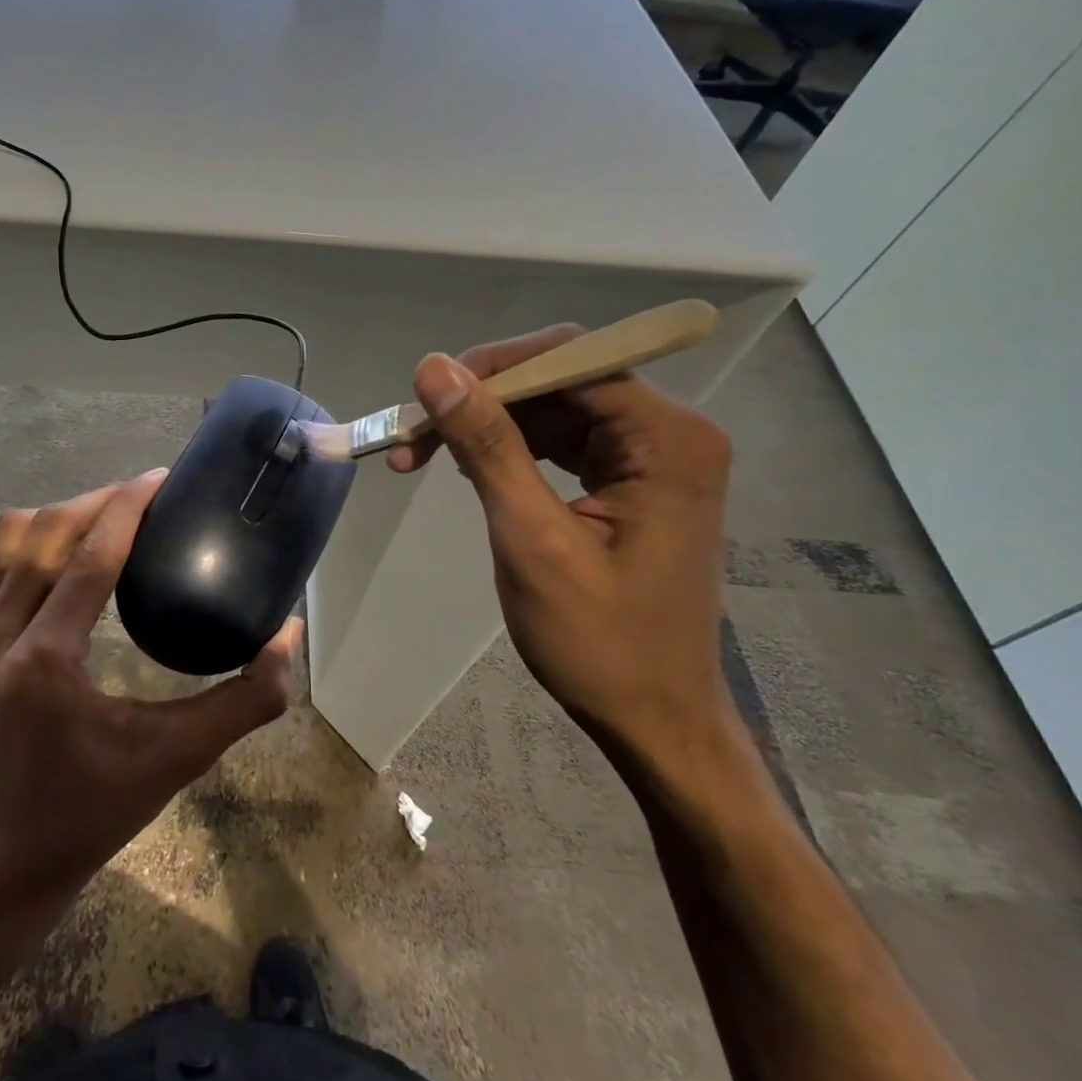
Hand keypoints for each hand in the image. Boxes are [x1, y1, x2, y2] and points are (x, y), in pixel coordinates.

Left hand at [0, 470, 294, 919]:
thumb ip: (246, 699)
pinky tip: (71, 552)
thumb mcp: (180, 757)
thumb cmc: (99, 809)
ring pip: (13, 538)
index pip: (89, 557)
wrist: (9, 856)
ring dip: (64, 515)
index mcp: (45, 664)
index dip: (127, 506)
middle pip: (47, 533)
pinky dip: (35, 541)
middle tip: (147, 496)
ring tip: (110, 517)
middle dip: (100, 501)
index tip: (161, 476)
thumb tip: (289, 633)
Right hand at [389, 328, 733, 762]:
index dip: (492, 367)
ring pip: (551, 408)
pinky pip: (558, 441)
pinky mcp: (627, 481)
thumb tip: (434, 368)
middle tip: (413, 434)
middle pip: (559, 379)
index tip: (425, 397)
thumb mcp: (531, 539)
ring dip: (484, 425)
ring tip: (420, 455)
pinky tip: (464, 468)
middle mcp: (668, 433)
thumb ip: (486, 446)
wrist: (654, 721)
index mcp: (667, 439)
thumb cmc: (600, 642)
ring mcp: (650, 457)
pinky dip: (506, 450)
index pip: (571, 359)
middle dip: (481, 400)